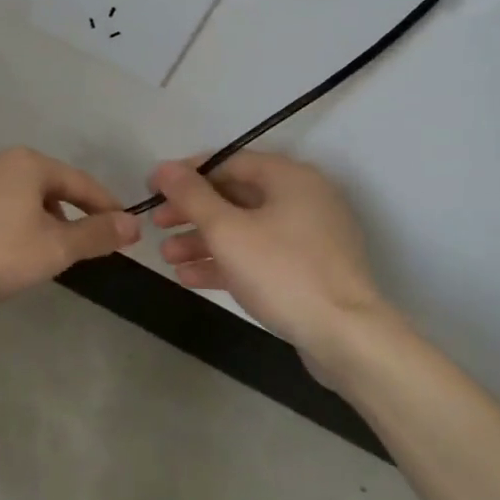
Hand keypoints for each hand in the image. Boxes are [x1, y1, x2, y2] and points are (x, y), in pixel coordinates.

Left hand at [0, 148, 139, 308]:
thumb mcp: (56, 247)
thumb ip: (96, 234)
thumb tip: (133, 224)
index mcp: (27, 163)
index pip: (79, 182)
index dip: (104, 205)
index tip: (123, 226)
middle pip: (47, 185)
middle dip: (69, 212)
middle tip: (83, 240)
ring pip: (17, 194)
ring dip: (37, 216)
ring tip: (45, 246)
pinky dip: (8, 220)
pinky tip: (6, 245)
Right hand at [149, 153, 397, 362]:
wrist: (346, 337)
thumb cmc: (282, 272)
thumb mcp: (227, 230)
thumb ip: (192, 196)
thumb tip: (163, 167)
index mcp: (289, 177)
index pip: (228, 162)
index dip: (187, 174)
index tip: (153, 190)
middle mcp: (302, 198)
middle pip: (235, 196)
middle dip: (192, 213)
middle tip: (157, 226)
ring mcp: (308, 236)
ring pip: (245, 229)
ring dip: (204, 240)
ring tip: (168, 257)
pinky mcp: (308, 270)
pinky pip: (259, 255)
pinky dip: (227, 262)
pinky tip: (190, 277)